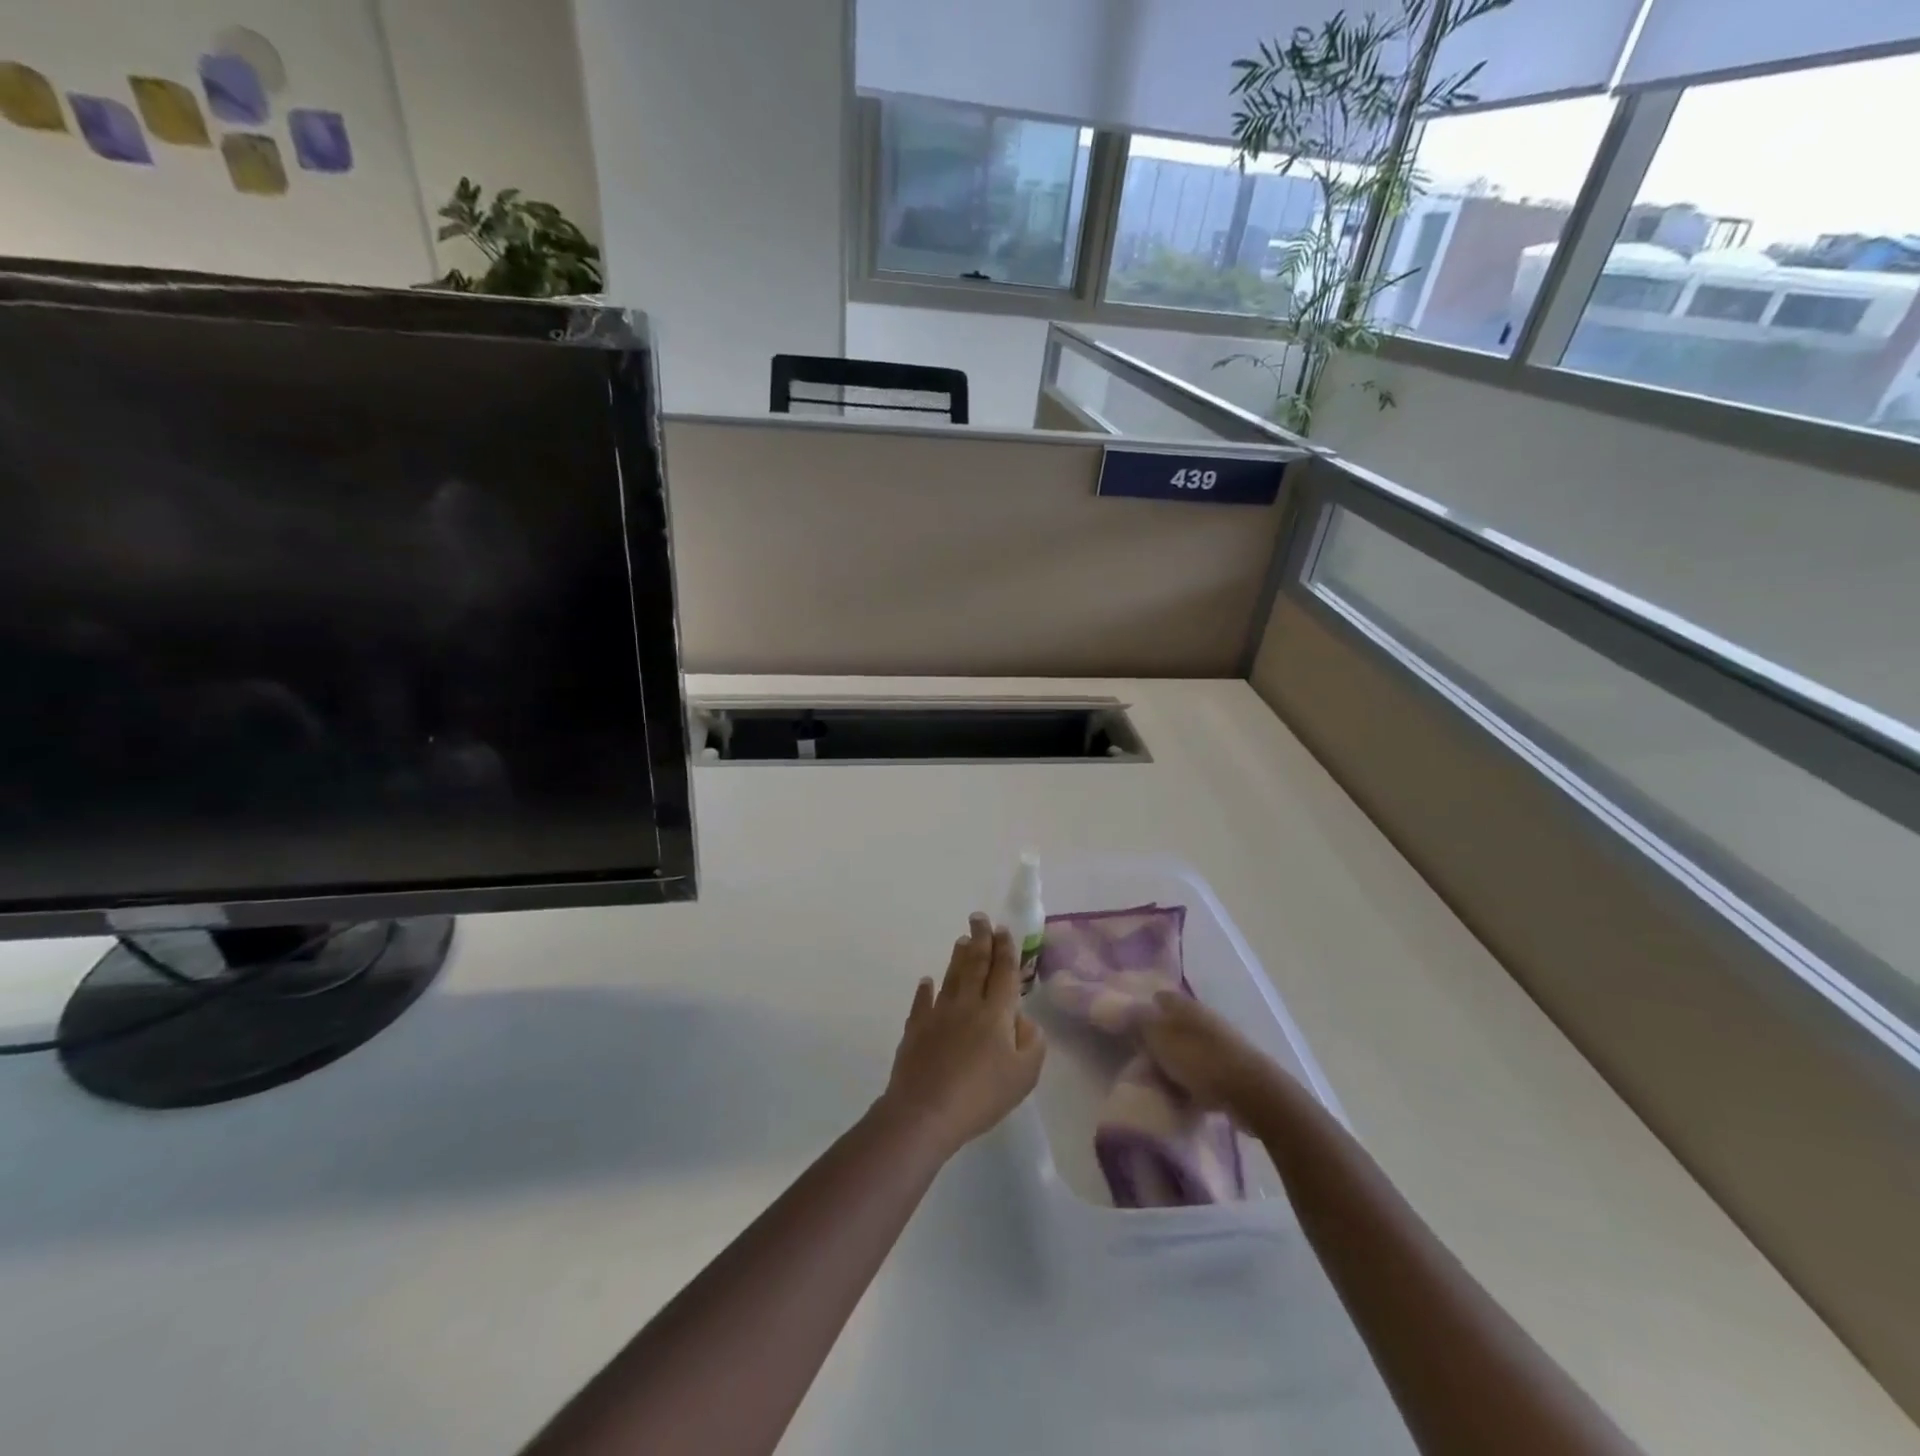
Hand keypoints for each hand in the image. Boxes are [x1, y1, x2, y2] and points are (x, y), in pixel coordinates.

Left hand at [879, 913, 1045, 1161]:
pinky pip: (922, 1003)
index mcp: (996, 1013)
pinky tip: (926, 981)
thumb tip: (1024, 1019)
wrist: (925, 1111)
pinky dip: (925, 990)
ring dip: (957, 957)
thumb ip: (1032, 1042)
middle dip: (980, 940)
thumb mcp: (1024, 1075)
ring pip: (951, 978)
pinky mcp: (916, 1029)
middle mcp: (967, 1004)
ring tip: (961, 940)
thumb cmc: (981, 1095)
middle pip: (976, 965)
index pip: (1003, 972)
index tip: (1003, 929)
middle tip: (979, 918)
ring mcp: (938, 1014)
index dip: (1005, 949)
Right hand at [1138, 991, 1286, 1120]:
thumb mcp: (1158, 1037)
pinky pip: (1203, 1070)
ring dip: (1175, 1061)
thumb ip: (1138, 1020)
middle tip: (1142, 1059)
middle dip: (1158, 1039)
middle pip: (1173, 1024)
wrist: (1250, 1092)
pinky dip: (1192, 1081)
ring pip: (1187, 1048)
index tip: (1129, 1030)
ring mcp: (1220, 1042)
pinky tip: (1184, 1096)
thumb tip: (1125, 1007)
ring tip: (1160, 1082)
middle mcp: (1202, 1017)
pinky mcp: (1231, 1068)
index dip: (1143, 1011)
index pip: (1157, 998)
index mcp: (1184, 1004)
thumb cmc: (1198, 1059)